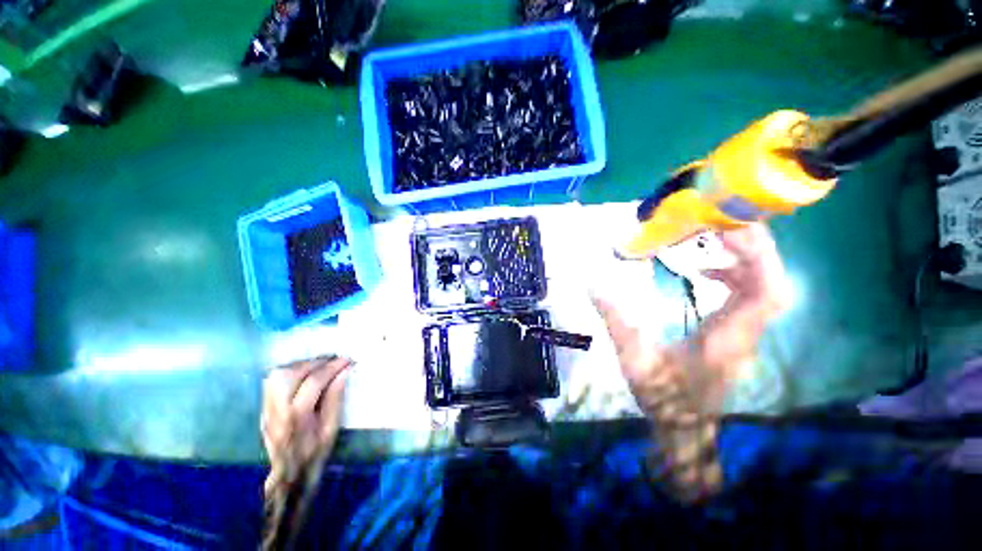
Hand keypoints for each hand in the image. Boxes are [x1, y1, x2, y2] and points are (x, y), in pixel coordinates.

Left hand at [261, 357, 349, 491]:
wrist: (287, 475)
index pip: (314, 381)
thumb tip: (344, 371)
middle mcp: (277, 410)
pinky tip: (304, 374)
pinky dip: (290, 372)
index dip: (332, 367)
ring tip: (319, 365)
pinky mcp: (263, 408)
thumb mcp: (331, 428)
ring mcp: (266, 408)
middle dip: (315, 362)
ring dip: (301, 365)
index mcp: (297, 417)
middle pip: (291, 373)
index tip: (347, 360)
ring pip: (278, 374)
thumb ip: (335, 398)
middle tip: (333, 360)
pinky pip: (273, 381)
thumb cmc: (315, 452)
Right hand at [593, 223, 788, 500]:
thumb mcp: (633, 358)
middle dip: (756, 248)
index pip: (765, 292)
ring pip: (766, 287)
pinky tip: (706, 271)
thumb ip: (615, 320)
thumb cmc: (662, 396)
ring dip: (747, 258)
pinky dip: (735, 274)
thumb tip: (592, 284)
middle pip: (773, 283)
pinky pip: (750, 295)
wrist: (684, 426)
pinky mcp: (737, 332)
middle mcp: (745, 332)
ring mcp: (744, 332)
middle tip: (723, 223)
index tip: (731, 230)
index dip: (758, 257)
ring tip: (714, 240)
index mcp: (726, 338)